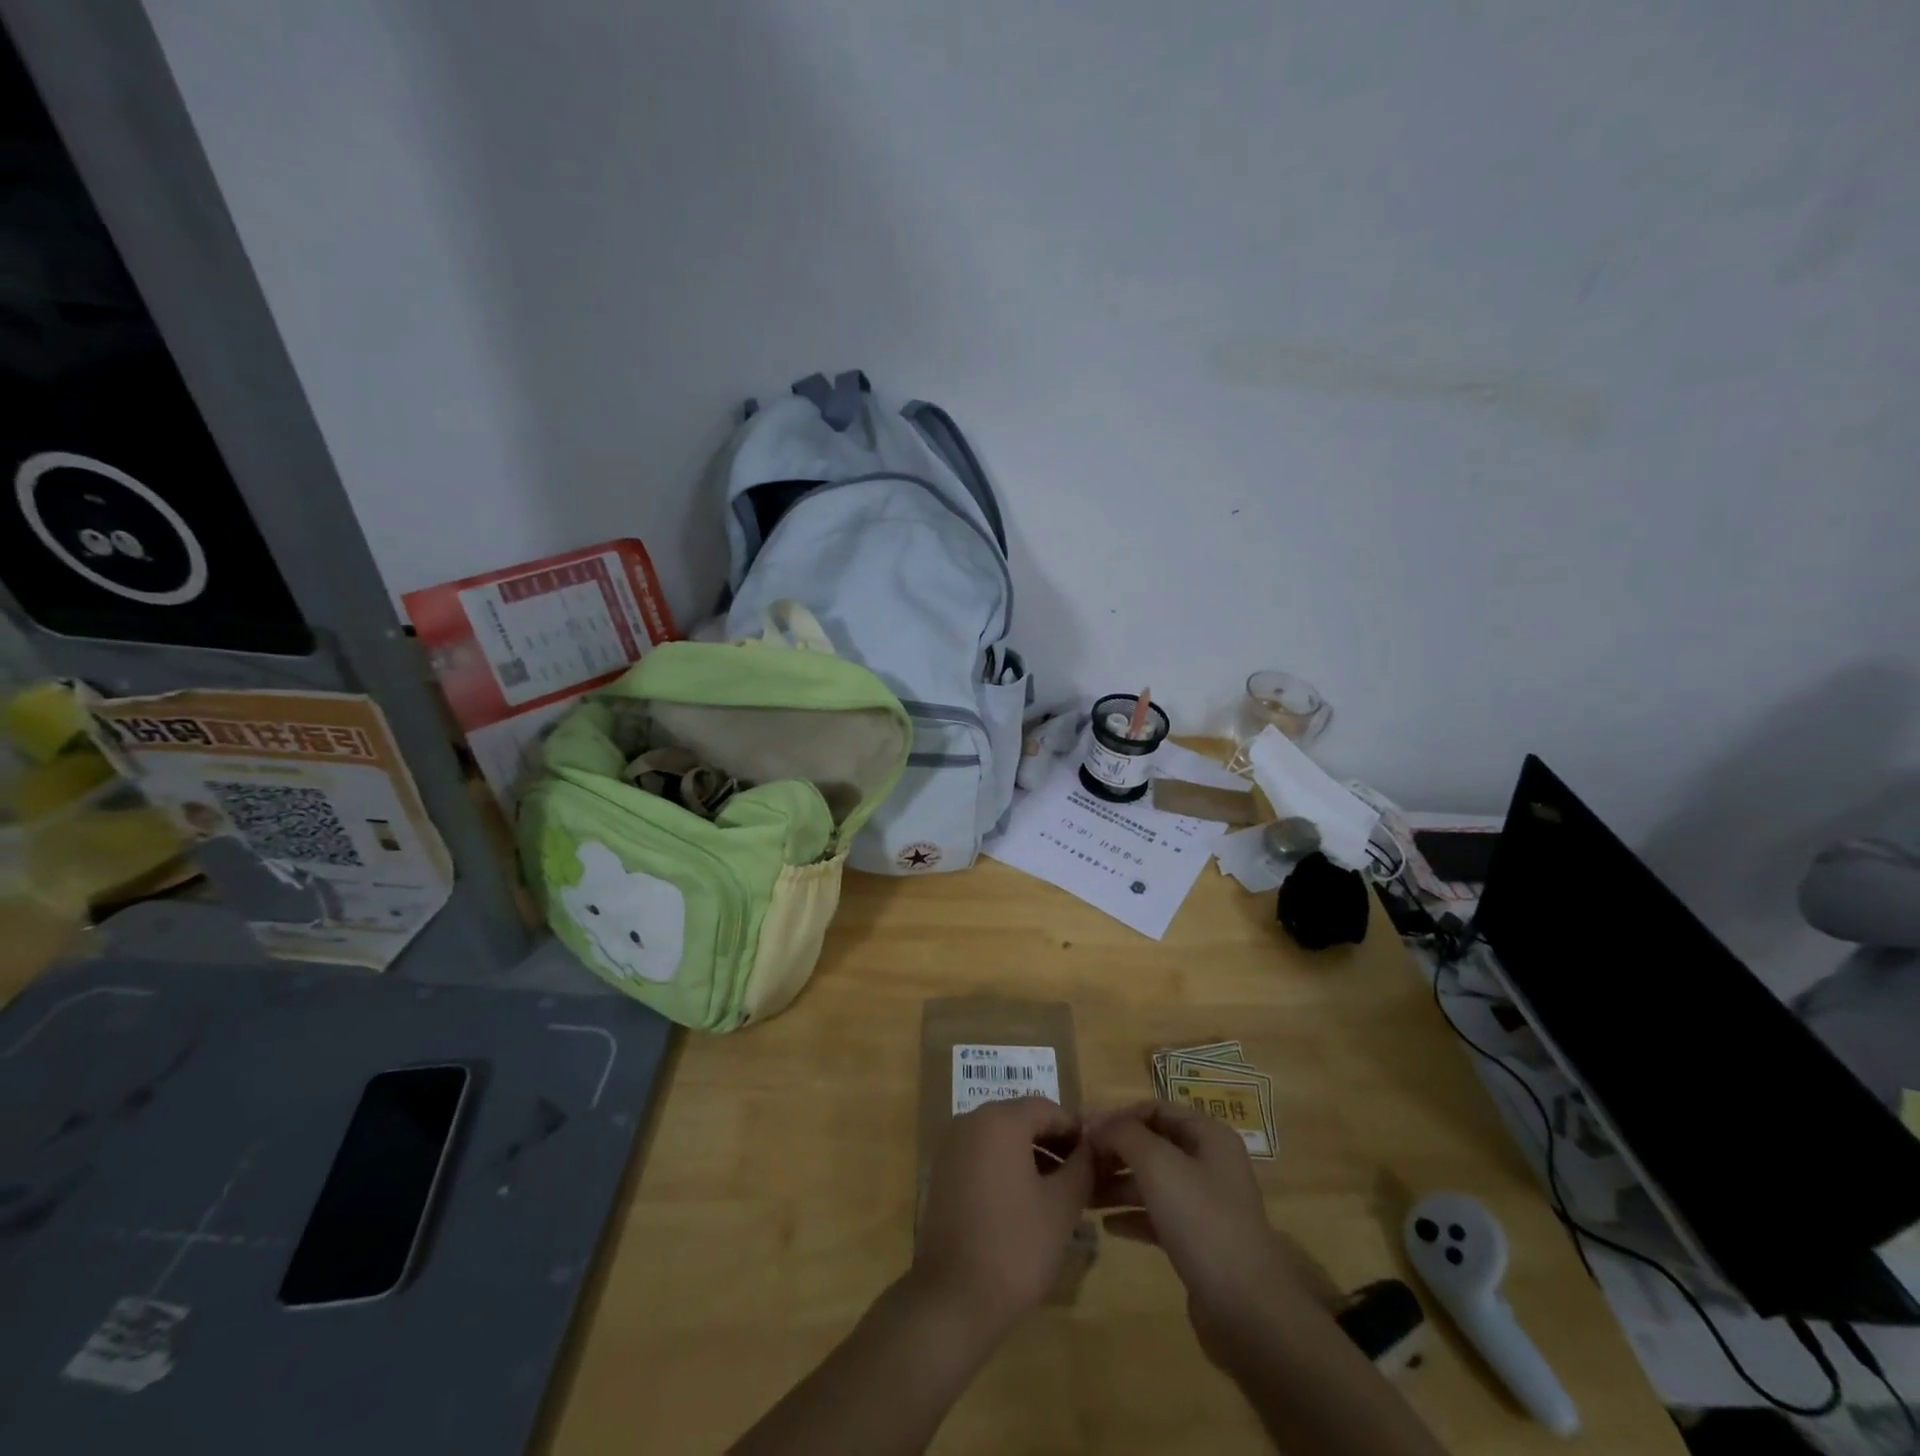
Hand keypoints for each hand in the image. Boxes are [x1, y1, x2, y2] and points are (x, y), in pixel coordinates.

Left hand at [911, 1096, 1093, 1339]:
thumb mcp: (1062, 1205)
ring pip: (1002, 1139)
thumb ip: (1083, 1166)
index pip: (1047, 1108)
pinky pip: (983, 1157)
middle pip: (1022, 1120)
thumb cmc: (1016, 1245)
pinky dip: (1007, 1168)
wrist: (953, 1298)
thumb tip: (1094, 1146)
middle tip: (1083, 1176)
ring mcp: (952, 1147)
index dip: (1076, 1130)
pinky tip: (1027, 1202)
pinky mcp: (942, 1174)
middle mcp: (971, 1121)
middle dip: (1054, 1143)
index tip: (1098, 1157)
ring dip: (1032, 1157)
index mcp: (999, 1120)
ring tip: (1061, 1192)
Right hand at [1089, 1101, 1321, 1365]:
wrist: (1246, 1309)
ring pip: (1152, 1181)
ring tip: (1084, 1195)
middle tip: (1079, 1164)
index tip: (1083, 1130)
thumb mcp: (1158, 1165)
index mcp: (1208, 1136)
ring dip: (1117, 1184)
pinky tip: (1105, 1225)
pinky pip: (1157, 1215)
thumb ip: (1123, 1134)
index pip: (1155, 1110)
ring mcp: (1205, 1204)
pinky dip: (1131, 1215)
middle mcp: (1209, 1163)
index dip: (1118, 1116)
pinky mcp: (1197, 1241)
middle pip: (1152, 1145)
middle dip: (1114, 1152)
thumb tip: (1096, 1122)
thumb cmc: (1202, 1221)